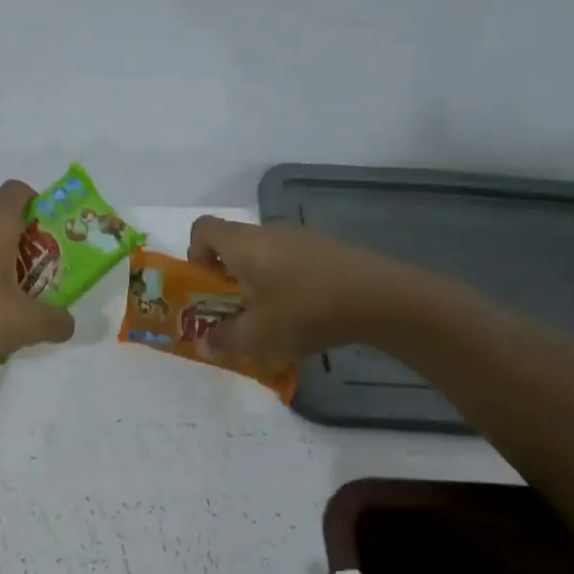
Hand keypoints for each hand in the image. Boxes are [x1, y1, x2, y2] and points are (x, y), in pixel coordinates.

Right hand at [187, 216, 404, 360]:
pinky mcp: (327, 249)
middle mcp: (268, 232)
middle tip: (237, 310)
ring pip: (265, 254)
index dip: (195, 253)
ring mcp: (301, 237)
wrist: (378, 298)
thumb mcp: (257, 336)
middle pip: (234, 244)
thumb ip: (224, 340)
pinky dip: (288, 282)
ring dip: (259, 281)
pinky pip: (293, 261)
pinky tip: (306, 313)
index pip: (203, 228)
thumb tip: (204, 344)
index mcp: (242, 244)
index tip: (206, 285)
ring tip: (273, 317)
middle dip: (228, 276)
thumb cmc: (303, 310)